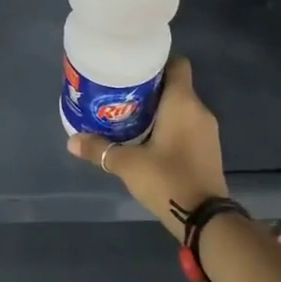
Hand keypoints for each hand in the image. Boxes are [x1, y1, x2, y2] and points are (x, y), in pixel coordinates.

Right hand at [68, 59, 228, 238]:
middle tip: (122, 95)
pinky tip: (150, 140)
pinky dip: (171, 127)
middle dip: (151, 88)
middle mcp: (199, 110)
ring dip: (160, 110)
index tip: (134, 69)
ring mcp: (208, 131)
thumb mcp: (128, 164)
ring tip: (131, 117)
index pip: (178, 64)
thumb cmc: (167, 179)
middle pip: (176, 86)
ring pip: (182, 107)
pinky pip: (188, 126)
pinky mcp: (209, 149)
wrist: (205, 219)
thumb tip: (71, 141)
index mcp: (183, 102)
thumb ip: (100, 149)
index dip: (157, 62)